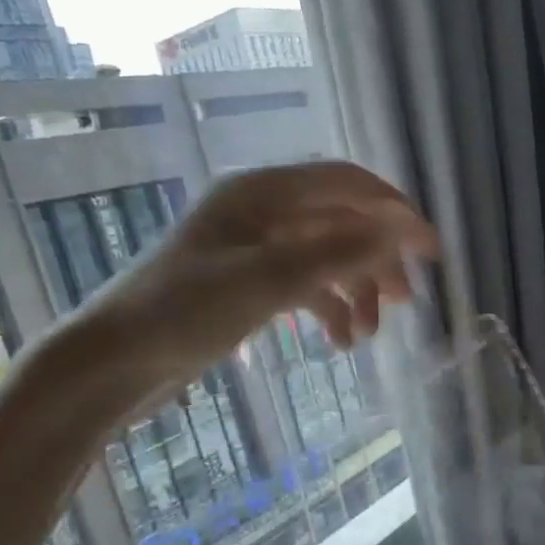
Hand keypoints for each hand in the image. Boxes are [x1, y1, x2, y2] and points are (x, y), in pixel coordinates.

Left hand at [63, 160, 437, 402]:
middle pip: (340, 222)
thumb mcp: (268, 281)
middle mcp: (261, 211)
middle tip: (407, 301)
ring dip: (354, 292)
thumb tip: (401, 231)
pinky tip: (339, 343)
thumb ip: (338, 253)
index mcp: (263, 193)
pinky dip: (327, 309)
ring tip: (368, 336)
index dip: (394, 212)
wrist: (115, 360)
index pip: (347, 184)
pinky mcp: (247, 282)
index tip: (430, 252)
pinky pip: (303, 285)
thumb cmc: (184, 312)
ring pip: (325, 257)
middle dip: (377, 261)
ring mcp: (253, 248)